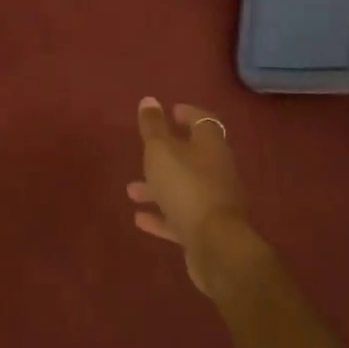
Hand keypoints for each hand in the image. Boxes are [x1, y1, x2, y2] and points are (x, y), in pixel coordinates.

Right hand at [128, 97, 256, 295]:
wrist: (216, 248)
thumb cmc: (186, 187)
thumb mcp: (161, 151)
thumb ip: (153, 126)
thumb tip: (149, 99)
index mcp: (211, 146)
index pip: (203, 121)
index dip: (188, 114)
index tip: (171, 111)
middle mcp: (217, 171)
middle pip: (192, 156)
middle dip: (166, 154)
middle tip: (145, 152)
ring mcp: (214, 202)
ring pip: (183, 188)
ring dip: (158, 188)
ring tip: (132, 190)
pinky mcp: (207, 231)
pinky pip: (181, 217)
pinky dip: (161, 216)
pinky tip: (140, 218)